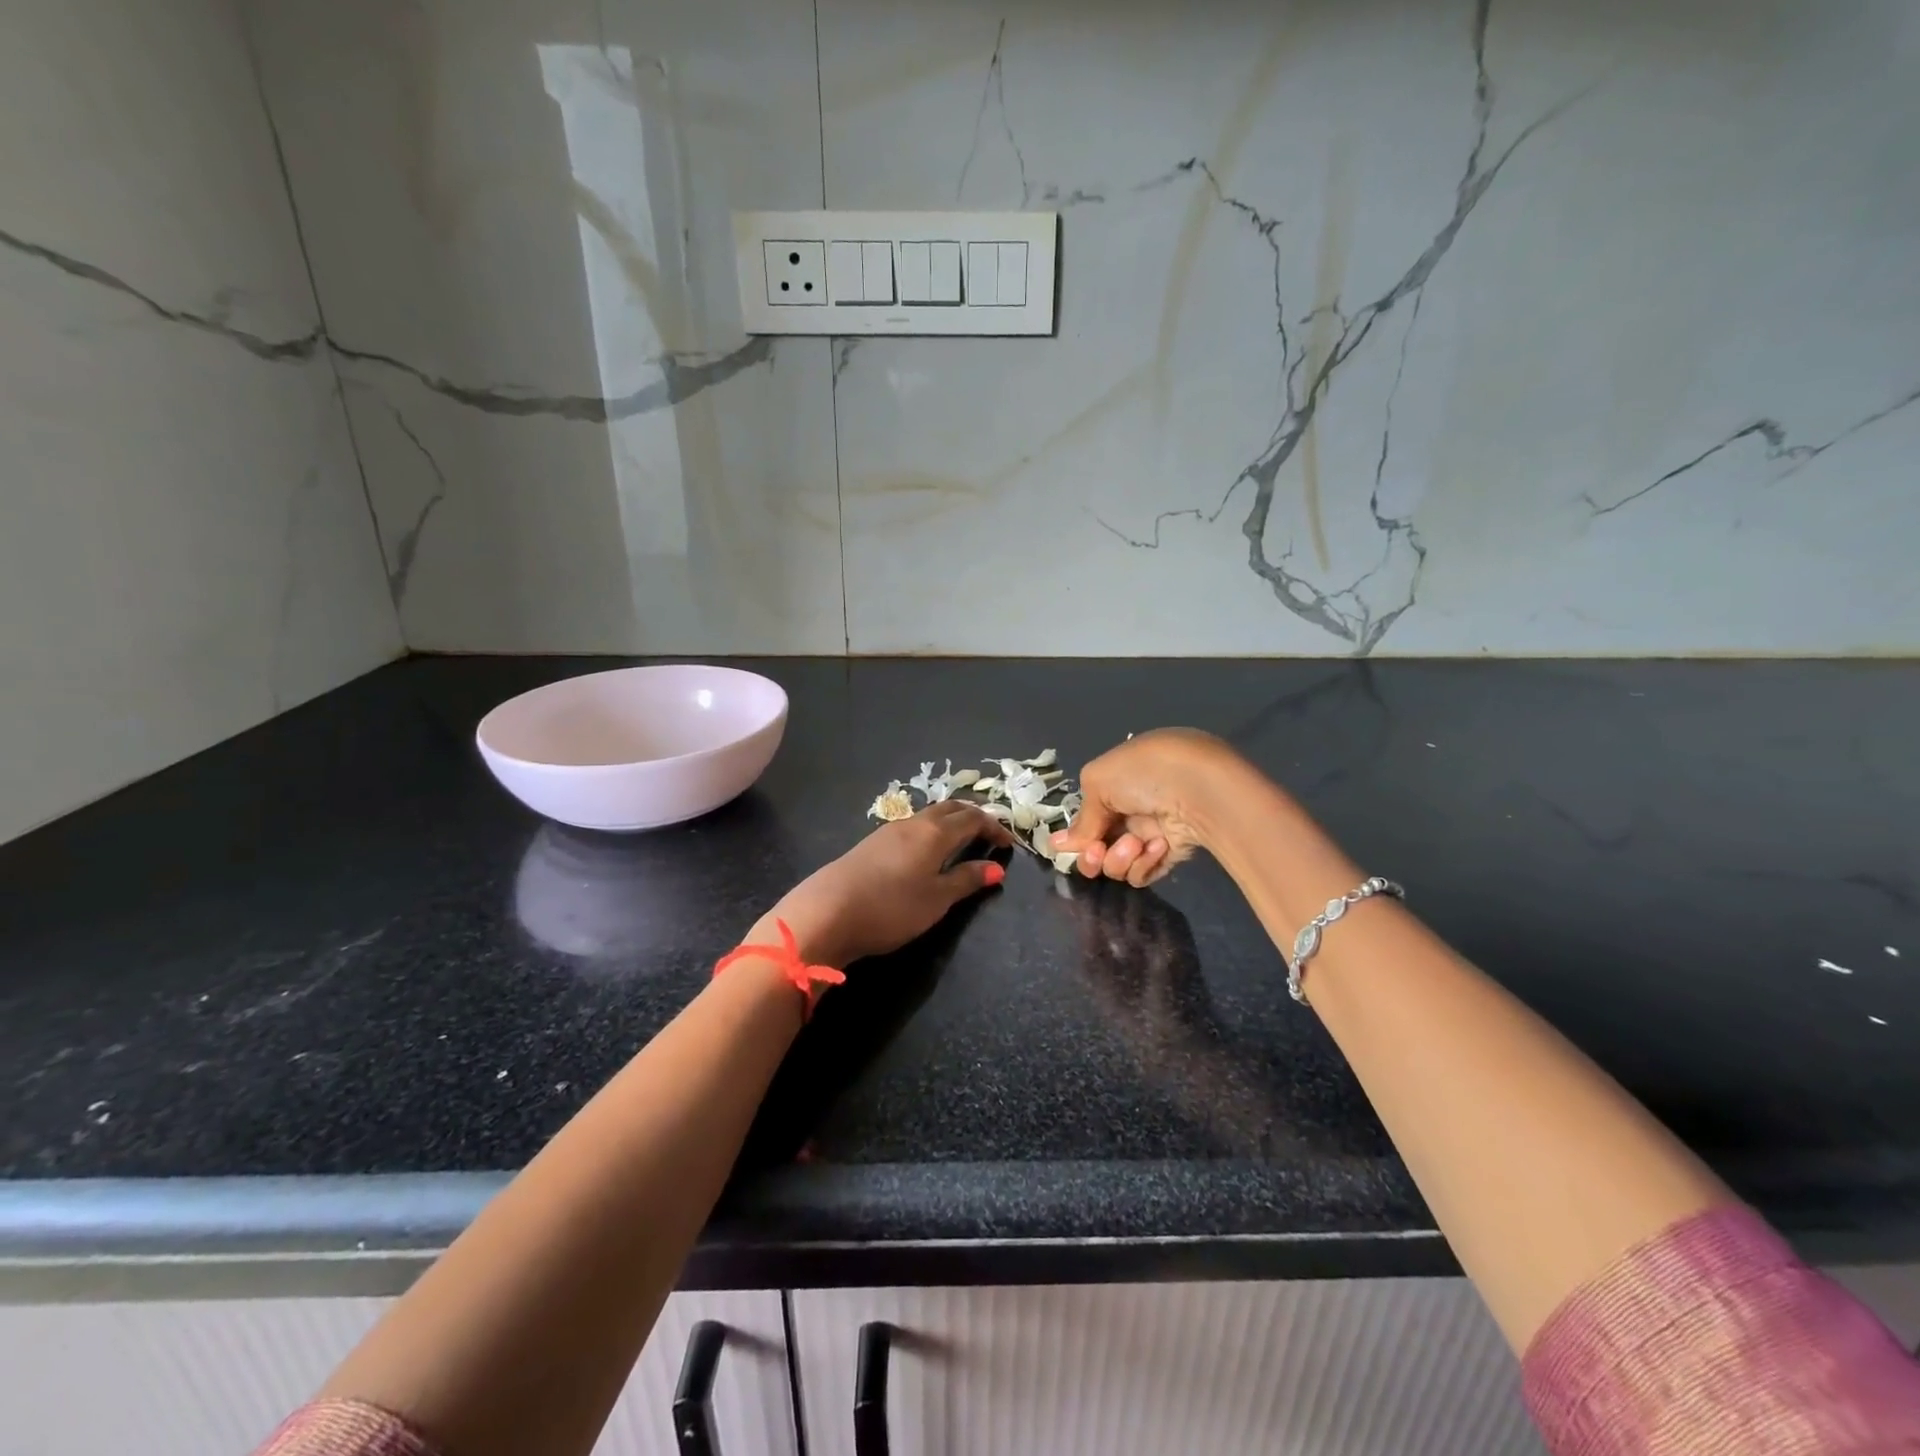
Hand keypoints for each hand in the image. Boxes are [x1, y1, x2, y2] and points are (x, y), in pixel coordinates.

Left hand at [758, 801, 1014, 968]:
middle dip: (973, 816)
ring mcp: (888, 831)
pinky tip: (925, 850)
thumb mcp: (937, 900)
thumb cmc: (891, 908)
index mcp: (935, 832)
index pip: (973, 818)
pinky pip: (911, 827)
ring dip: (950, 821)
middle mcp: (913, 823)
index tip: (1008, 843)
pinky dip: (930, 830)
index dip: (993, 827)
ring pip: (928, 815)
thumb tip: (996, 868)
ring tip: (961, 839)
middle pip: (950, 808)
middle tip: (988, 833)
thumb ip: (967, 881)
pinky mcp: (871, 844)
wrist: (826, 912)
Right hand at [1052, 728, 1245, 885]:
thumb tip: (1060, 844)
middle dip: (1092, 854)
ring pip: (1117, 863)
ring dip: (1119, 857)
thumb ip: (1082, 818)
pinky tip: (1157, 847)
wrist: (1199, 789)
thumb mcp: (1099, 782)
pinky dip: (1144, 864)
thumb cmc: (1144, 773)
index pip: (1088, 814)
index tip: (1067, 846)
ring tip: (1134, 844)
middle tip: (1096, 854)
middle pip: (1098, 844)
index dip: (1077, 833)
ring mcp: (1151, 832)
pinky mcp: (1170, 855)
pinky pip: (1143, 872)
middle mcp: (1132, 807)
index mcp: (1117, 780)